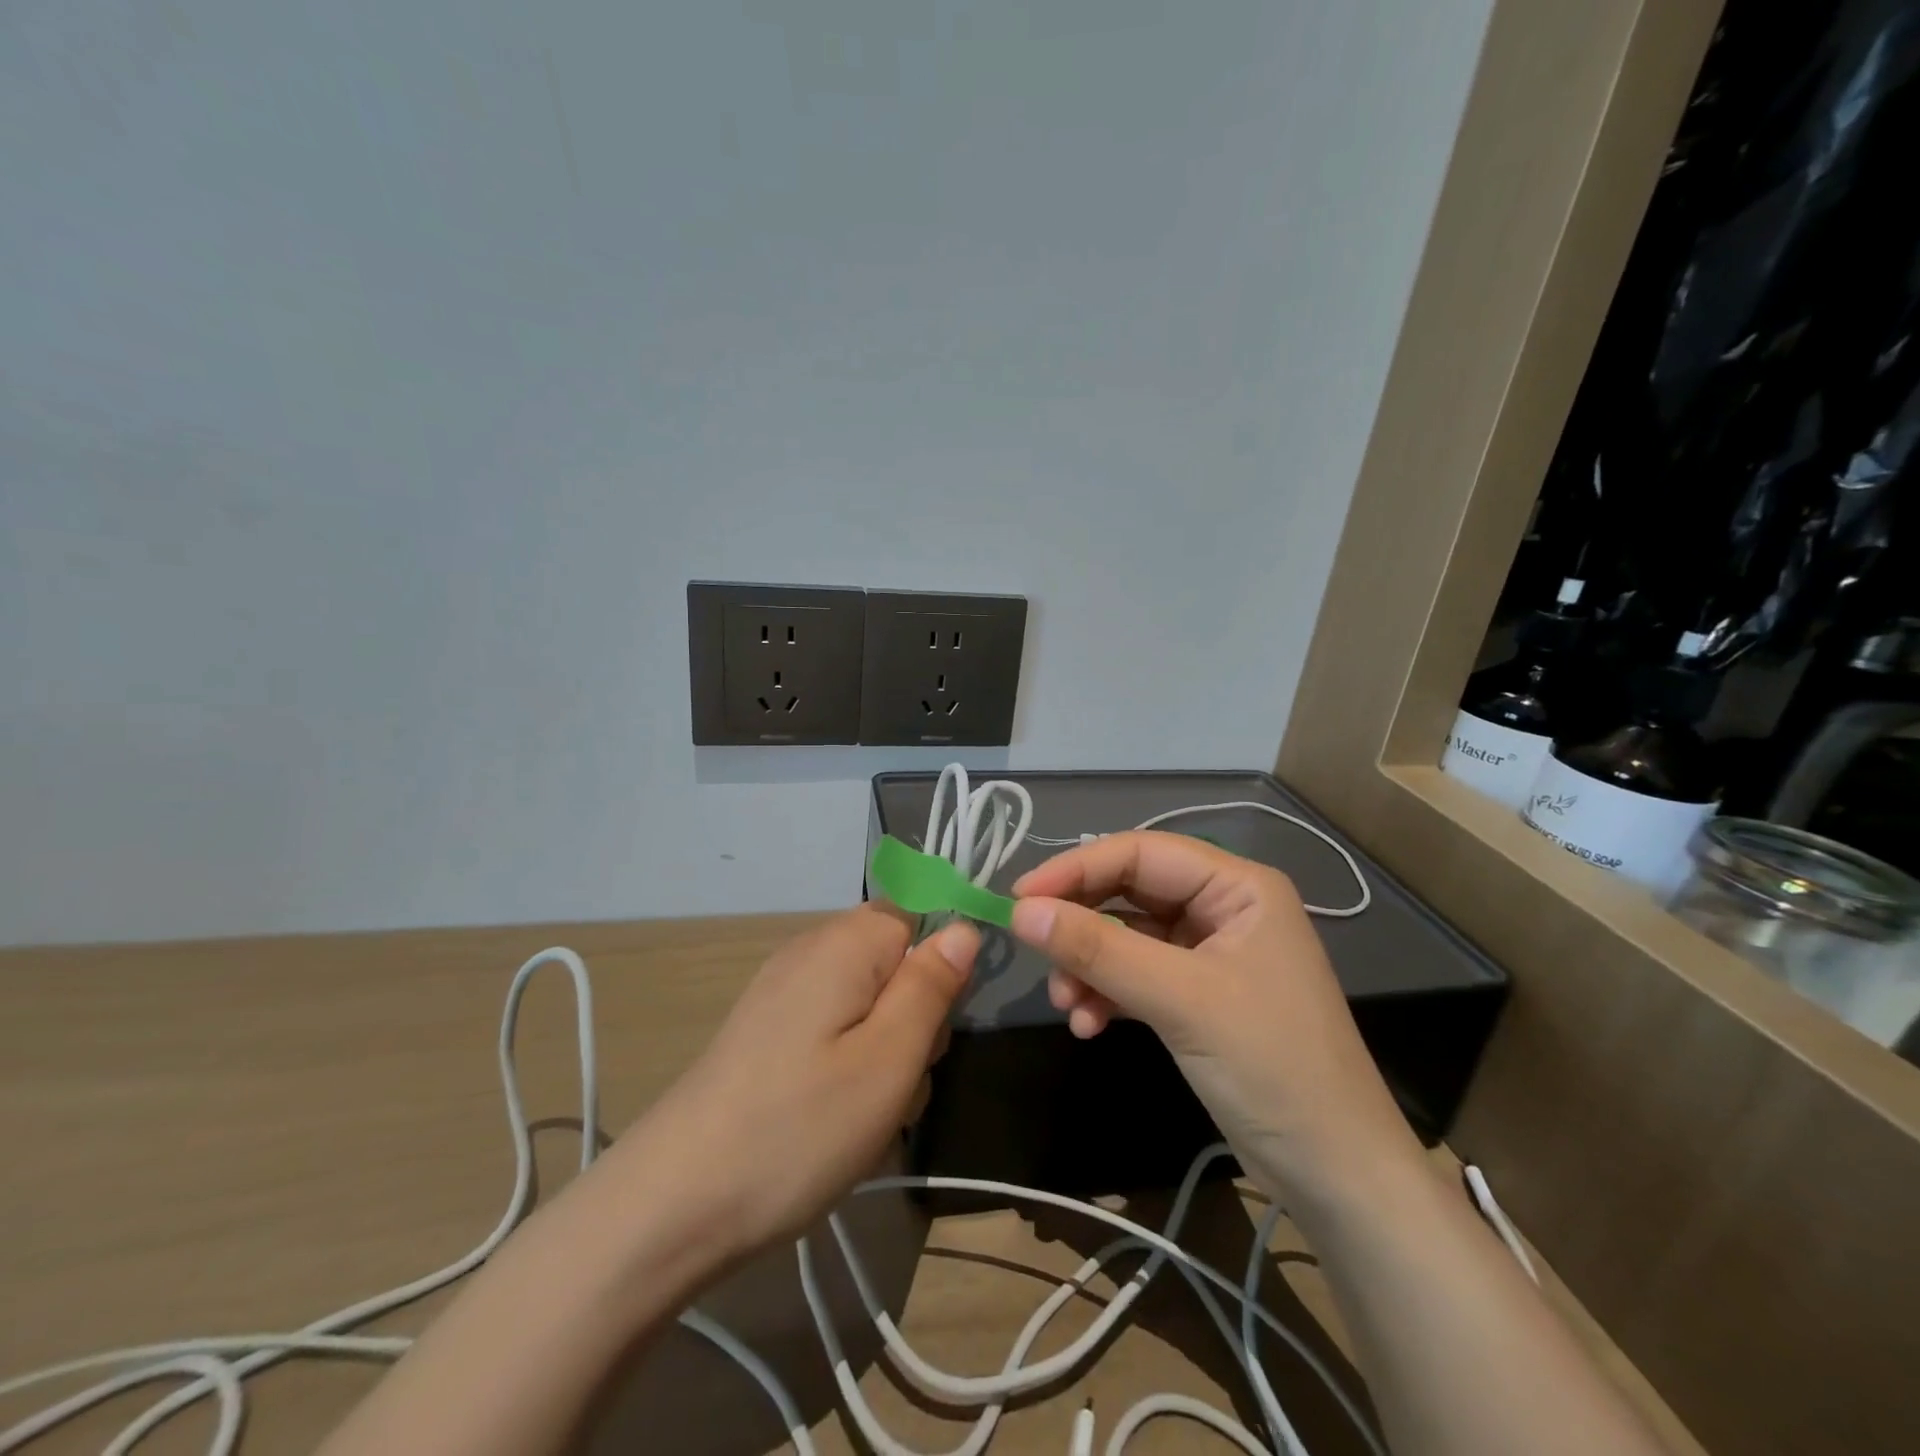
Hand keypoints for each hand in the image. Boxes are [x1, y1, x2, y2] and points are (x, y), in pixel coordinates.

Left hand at [612, 904, 977, 1256]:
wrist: (675, 1202)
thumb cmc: (799, 1127)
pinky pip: (835, 1027)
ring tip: (867, 1112)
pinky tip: (835, 1117)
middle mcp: (811, 950)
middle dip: (916, 1015)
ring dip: (886, 1050)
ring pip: (870, 1001)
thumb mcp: (889, 1060)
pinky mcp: (768, 1030)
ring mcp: (784, 991)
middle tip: (899, 1079)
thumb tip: (963, 929)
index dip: (941, 962)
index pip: (919, 912)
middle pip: (895, 960)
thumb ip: (932, 987)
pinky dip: (850, 1064)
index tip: (937, 1023)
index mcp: (845, 943)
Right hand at [1010, 832, 1419, 1202]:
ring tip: (1067, 1006)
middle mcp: (1222, 908)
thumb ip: (1099, 950)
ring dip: (1089, 967)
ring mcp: (1209, 953)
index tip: (1020, 898)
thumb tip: (1021, 911)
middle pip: (1129, 893)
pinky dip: (1106, 994)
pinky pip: (1136, 975)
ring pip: (1126, 937)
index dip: (1076, 869)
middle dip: (1082, 925)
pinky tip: (1088, 1025)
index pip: (1141, 853)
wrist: (1336, 1175)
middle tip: (1033, 950)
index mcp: (1237, 886)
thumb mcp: (1180, 1001)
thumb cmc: (1272, 1068)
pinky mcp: (1196, 995)